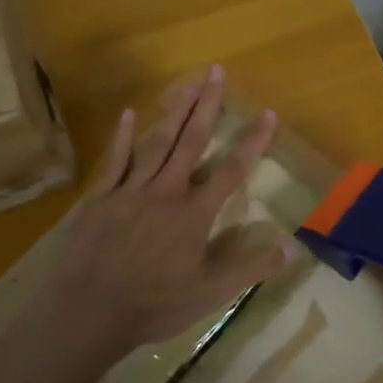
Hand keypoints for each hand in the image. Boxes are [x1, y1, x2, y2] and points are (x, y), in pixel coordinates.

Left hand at [46, 66, 297, 356]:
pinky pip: (115, 160)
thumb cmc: (154, 304)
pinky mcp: (101, 198)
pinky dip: (123, 136)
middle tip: (217, 71)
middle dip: (207, 105)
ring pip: (157, 142)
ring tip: (188, 82)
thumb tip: (294, 247)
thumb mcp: (211, 293)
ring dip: (174, 111)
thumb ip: (251, 267)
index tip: (269, 112)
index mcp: (194, 213)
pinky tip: (130, 113)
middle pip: (191, 140)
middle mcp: (166, 191)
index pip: (232, 170)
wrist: (88, 311)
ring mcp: (131, 190)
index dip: (253, 141)